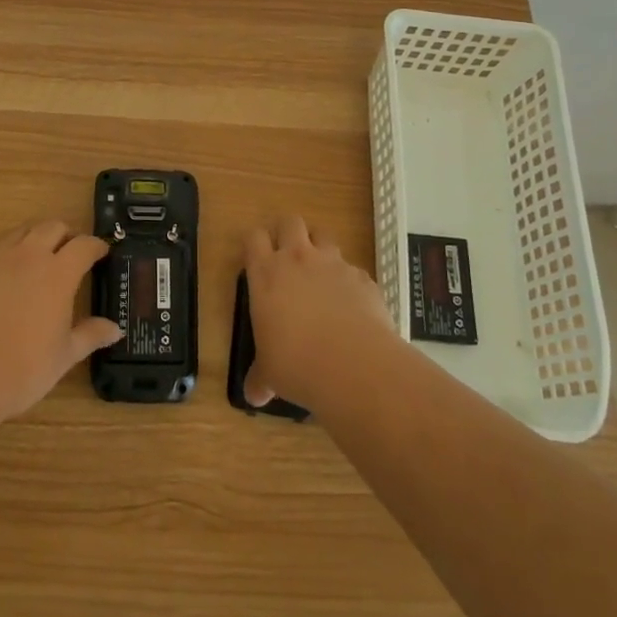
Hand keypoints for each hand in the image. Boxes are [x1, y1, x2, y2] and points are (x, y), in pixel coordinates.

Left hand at [0, 221, 121, 426]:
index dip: (96, 246)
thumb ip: (90, 336)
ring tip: (36, 254)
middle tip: (70, 250)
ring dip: (32, 238)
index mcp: (58, 274)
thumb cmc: (21, 369)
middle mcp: (27, 256)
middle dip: (65, 234)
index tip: (102, 252)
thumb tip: (115, 328)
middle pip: (51, 227)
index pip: (84, 246)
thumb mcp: (63, 357)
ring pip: (18, 232)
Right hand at [242, 214, 394, 410]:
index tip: (257, 258)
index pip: (253, 236)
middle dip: (288, 232)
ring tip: (320, 275)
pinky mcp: (363, 277)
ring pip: (324, 235)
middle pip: (290, 221)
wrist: (353, 365)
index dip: (255, 243)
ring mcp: (334, 264)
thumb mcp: (270, 372)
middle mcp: (298, 258)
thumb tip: (253, 395)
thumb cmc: (296, 363)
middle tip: (288, 256)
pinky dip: (350, 280)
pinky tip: (352, 306)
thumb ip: (261, 377)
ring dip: (320, 248)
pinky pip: (353, 269)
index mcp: (266, 274)